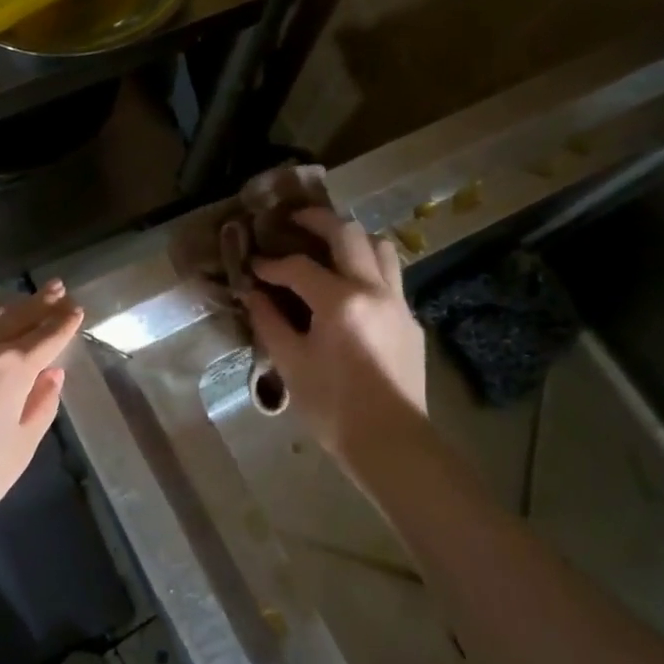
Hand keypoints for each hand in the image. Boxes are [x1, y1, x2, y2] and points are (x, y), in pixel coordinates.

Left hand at [0, 282, 83, 559]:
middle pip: (16, 316)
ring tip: (11, 303)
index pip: (47, 336)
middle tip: (56, 288)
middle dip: (40, 302)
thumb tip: (53, 374)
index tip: (76, 308)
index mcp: (14, 369)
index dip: (64, 321)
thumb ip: (40, 407)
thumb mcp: (20, 449)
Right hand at [240, 209, 427, 453]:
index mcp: (340, 301)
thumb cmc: (333, 407)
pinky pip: (390, 277)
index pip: (299, 266)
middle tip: (293, 221)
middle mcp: (374, 290)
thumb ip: (269, 321)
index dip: (271, 264)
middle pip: (348, 234)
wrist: (391, 442)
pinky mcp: (411, 321)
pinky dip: (367, 268)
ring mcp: (399, 303)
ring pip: (381, 247)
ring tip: (328, 246)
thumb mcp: (291, 363)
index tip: (253, 266)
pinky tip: (349, 289)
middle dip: (317, 221)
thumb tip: (253, 294)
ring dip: (352, 239)